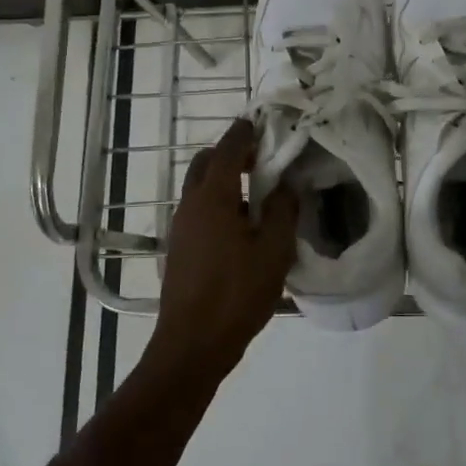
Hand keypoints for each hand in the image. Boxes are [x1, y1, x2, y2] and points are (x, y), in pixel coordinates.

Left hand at [149, 118, 298, 386]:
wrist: (192, 344)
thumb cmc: (236, 293)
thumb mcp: (274, 251)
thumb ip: (283, 211)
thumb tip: (286, 185)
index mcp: (214, 198)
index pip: (228, 150)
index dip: (244, 133)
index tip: (260, 122)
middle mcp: (191, 204)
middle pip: (207, 163)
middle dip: (232, 153)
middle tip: (263, 160)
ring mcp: (181, 226)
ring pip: (200, 187)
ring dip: (225, 179)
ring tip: (259, 195)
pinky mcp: (179, 248)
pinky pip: (198, 209)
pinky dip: (218, 202)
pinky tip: (242, 227)